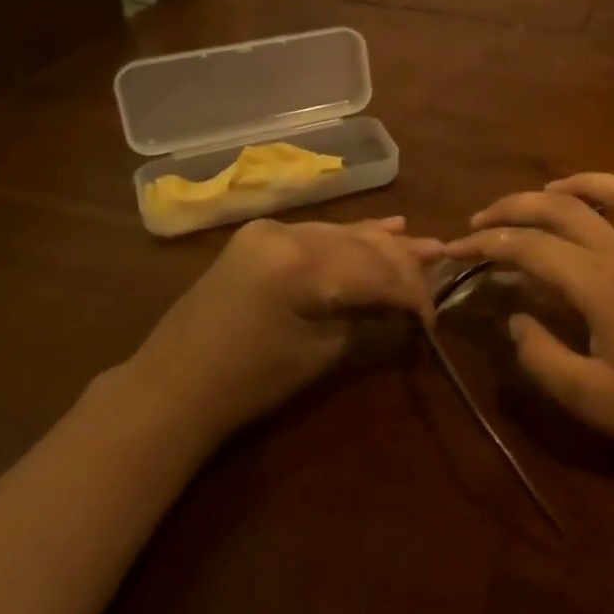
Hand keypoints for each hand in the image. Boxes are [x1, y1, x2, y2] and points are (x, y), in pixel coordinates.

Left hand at [135, 216, 441, 442]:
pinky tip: (386, 226)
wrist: (173, 387)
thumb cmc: (250, 383)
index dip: (411, 292)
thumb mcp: (321, 353)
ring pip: (343, 233)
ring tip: (425, 246)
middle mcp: (287, 233)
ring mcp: (270, 230)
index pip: (376, 270)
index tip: (433, 315)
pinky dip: (351, 236)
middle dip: (403, 264)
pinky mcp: (261, 236)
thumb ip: (368, 317)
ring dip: (383, 243)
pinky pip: (318, 233)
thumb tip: (406, 306)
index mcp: (301, 264)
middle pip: (362, 245)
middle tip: (440, 268)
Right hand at [444, 174, 613, 466]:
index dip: (486, 243)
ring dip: (572, 185)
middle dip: (513, 207)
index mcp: (600, 282)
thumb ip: (541, 357)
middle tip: (481, 219)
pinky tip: (604, 216)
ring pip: (612, 189)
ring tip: (544, 195)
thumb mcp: (591, 398)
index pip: (529, 246)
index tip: (454, 248)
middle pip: (561, 207)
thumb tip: (515, 321)